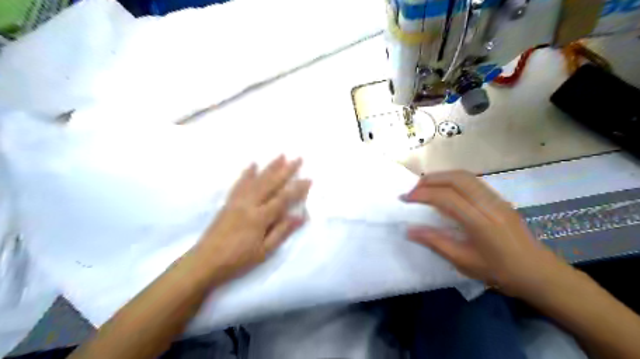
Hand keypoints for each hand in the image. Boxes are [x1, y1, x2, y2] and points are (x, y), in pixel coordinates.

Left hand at [194, 155, 311, 283]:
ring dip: (270, 167)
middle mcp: (249, 204)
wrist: (205, 262)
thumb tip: (300, 217)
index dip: (297, 188)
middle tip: (298, 158)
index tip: (308, 178)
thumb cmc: (238, 260)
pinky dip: (247, 173)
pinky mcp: (228, 202)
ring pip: (257, 180)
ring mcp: (237, 201)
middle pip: (271, 183)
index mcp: (260, 217)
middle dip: (286, 170)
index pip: (283, 198)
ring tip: (281, 155)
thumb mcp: (264, 251)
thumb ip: (282, 232)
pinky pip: (239, 184)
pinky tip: (252, 165)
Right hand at [399, 172, 569, 297]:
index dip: (422, 194)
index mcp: (480, 222)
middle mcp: (489, 204)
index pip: (446, 197)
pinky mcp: (500, 199)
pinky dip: (453, 180)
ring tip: (426, 187)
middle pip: (456, 178)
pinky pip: (473, 181)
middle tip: (413, 190)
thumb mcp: (463, 262)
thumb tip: (409, 230)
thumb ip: (435, 242)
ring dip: (442, 177)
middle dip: (430, 180)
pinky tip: (445, 190)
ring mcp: (497, 199)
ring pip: (465, 176)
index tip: (405, 199)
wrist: (539, 273)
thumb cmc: (500, 272)